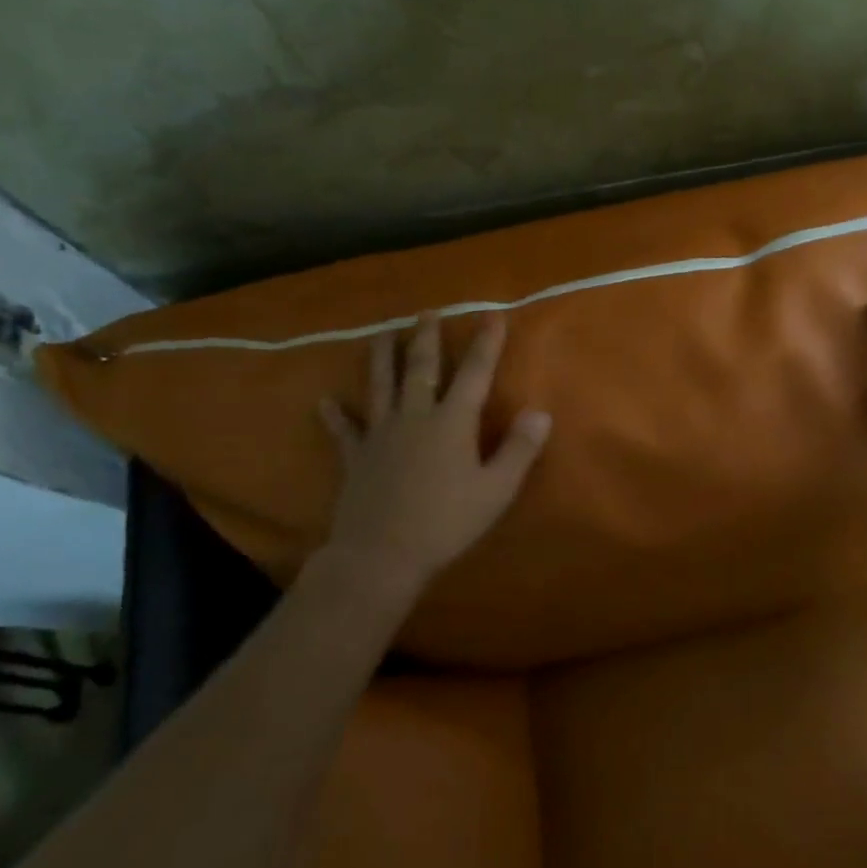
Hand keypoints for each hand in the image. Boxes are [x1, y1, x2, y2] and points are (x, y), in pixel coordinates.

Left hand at [316, 314, 550, 590]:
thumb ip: (519, 449)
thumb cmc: (447, 522)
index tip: (492, 315)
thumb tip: (541, 412)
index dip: (485, 344)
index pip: (474, 374)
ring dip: (382, 357)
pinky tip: (325, 402)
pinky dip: (335, 415)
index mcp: (452, 422)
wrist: (381, 554)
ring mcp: (380, 435)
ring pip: (381, 386)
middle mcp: (414, 417)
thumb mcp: (496, 490)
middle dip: (427, 338)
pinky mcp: (356, 457)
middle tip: (427, 313)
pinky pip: (344, 430)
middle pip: (421, 368)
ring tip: (382, 334)